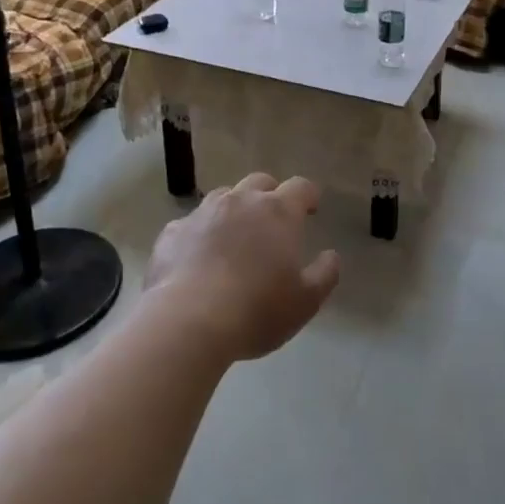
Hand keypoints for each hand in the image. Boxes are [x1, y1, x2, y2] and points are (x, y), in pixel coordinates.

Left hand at [146, 173, 340, 361]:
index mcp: (278, 212)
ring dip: (233, 210)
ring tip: (234, 237)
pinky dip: (199, 234)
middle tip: (273, 221)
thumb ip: (325, 274)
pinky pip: (191, 224)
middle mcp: (241, 201)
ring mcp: (203, 213)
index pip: (300, 187)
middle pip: (260, 182)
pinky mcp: (172, 232)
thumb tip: (331, 255)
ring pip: (223, 197)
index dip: (308, 195)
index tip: (311, 207)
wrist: (188, 321)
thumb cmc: (257, 310)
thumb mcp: (305, 301)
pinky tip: (198, 258)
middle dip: (270, 195)